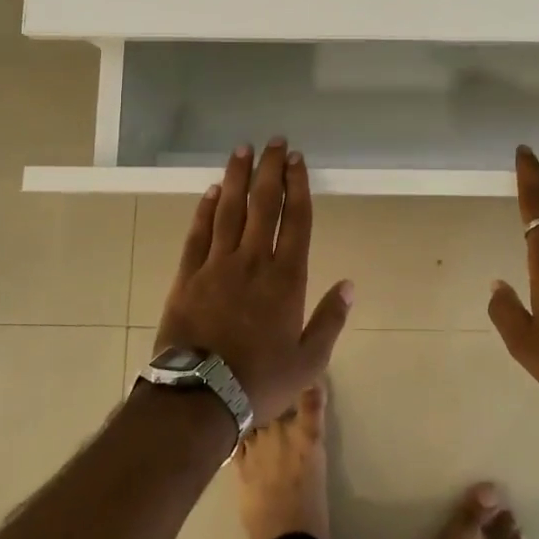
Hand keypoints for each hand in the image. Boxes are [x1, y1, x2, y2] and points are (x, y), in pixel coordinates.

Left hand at [156, 139, 352, 427]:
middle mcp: (253, 260)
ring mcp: (217, 265)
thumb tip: (349, 285)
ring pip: (230, 210)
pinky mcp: (188, 276)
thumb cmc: (260, 380)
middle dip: (270, 169)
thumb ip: (330, 320)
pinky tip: (212, 190)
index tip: (296, 160)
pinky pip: (198, 233)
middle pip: (264, 204)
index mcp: (286, 278)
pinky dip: (206, 209)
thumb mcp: (309, 361)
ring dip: (238, 177)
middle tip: (274, 141)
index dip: (297, 185)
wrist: (200, 397)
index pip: (295, 219)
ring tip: (242, 150)